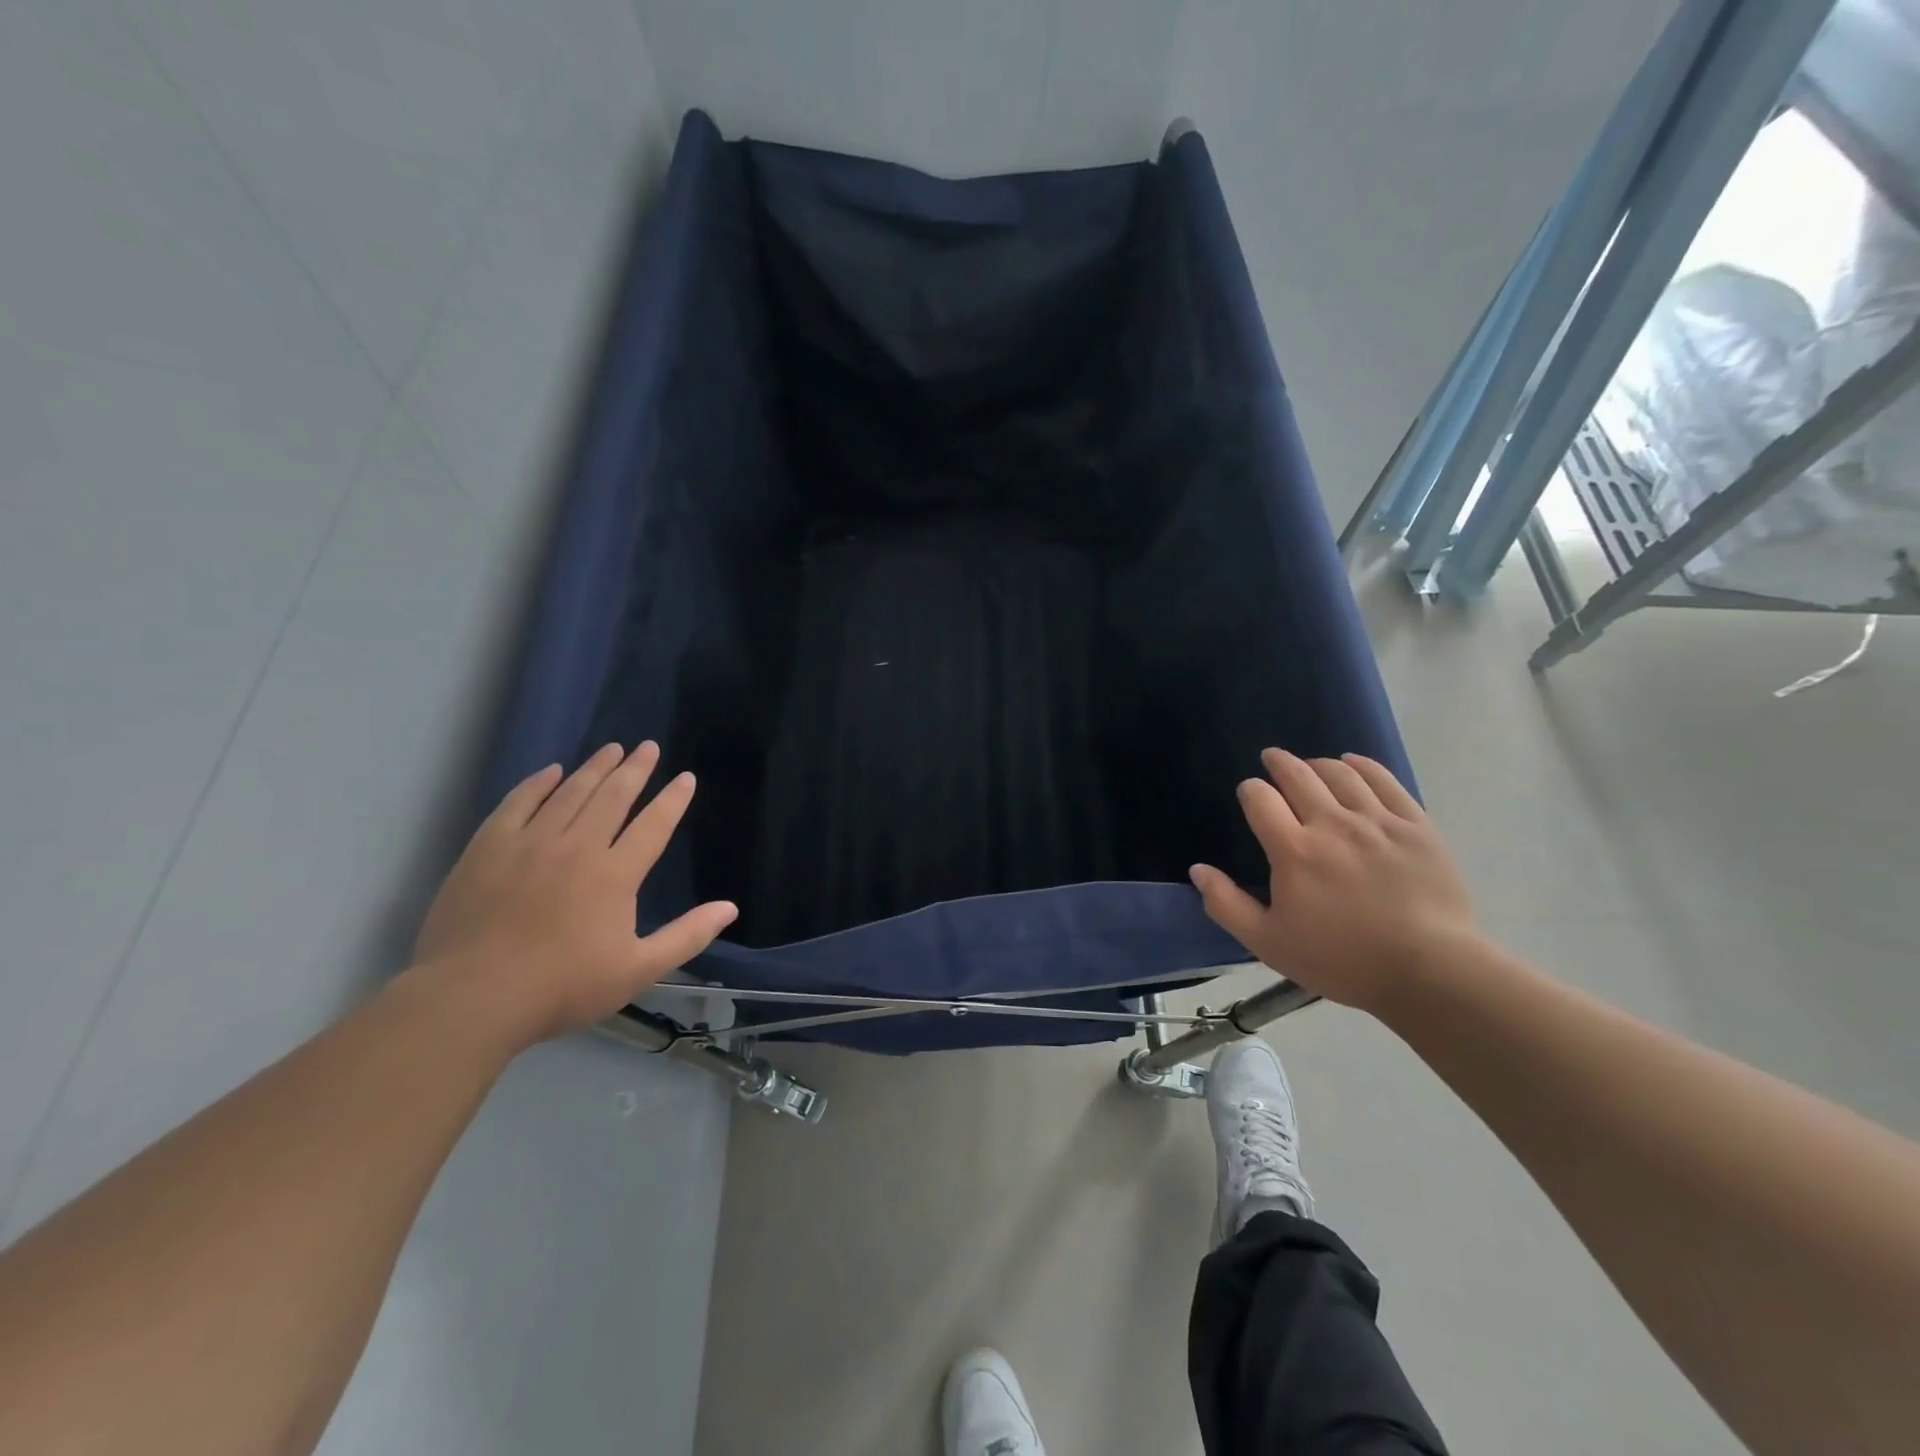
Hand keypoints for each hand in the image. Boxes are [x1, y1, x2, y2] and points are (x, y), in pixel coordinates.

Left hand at [413, 742, 736, 1044]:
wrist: (472, 997)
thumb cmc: (562, 987)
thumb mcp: (638, 970)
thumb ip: (687, 936)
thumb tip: (730, 908)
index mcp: (615, 874)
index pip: (653, 825)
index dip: (673, 799)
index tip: (685, 777)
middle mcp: (577, 847)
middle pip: (613, 797)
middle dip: (635, 769)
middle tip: (648, 747)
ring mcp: (530, 843)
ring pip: (569, 793)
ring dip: (594, 768)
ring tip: (611, 749)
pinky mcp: (488, 848)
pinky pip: (518, 803)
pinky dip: (538, 784)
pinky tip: (551, 771)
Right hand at [1188, 749, 1477, 1013]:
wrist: (1430, 972)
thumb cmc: (1342, 960)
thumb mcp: (1268, 943)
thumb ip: (1226, 904)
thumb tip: (1198, 870)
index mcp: (1293, 850)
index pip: (1260, 799)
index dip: (1250, 790)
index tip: (1250, 794)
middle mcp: (1332, 824)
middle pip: (1299, 776)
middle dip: (1280, 763)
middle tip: (1272, 758)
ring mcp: (1377, 821)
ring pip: (1341, 773)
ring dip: (1318, 764)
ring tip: (1312, 766)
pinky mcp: (1416, 826)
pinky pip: (1385, 781)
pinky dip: (1363, 766)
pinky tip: (1354, 764)